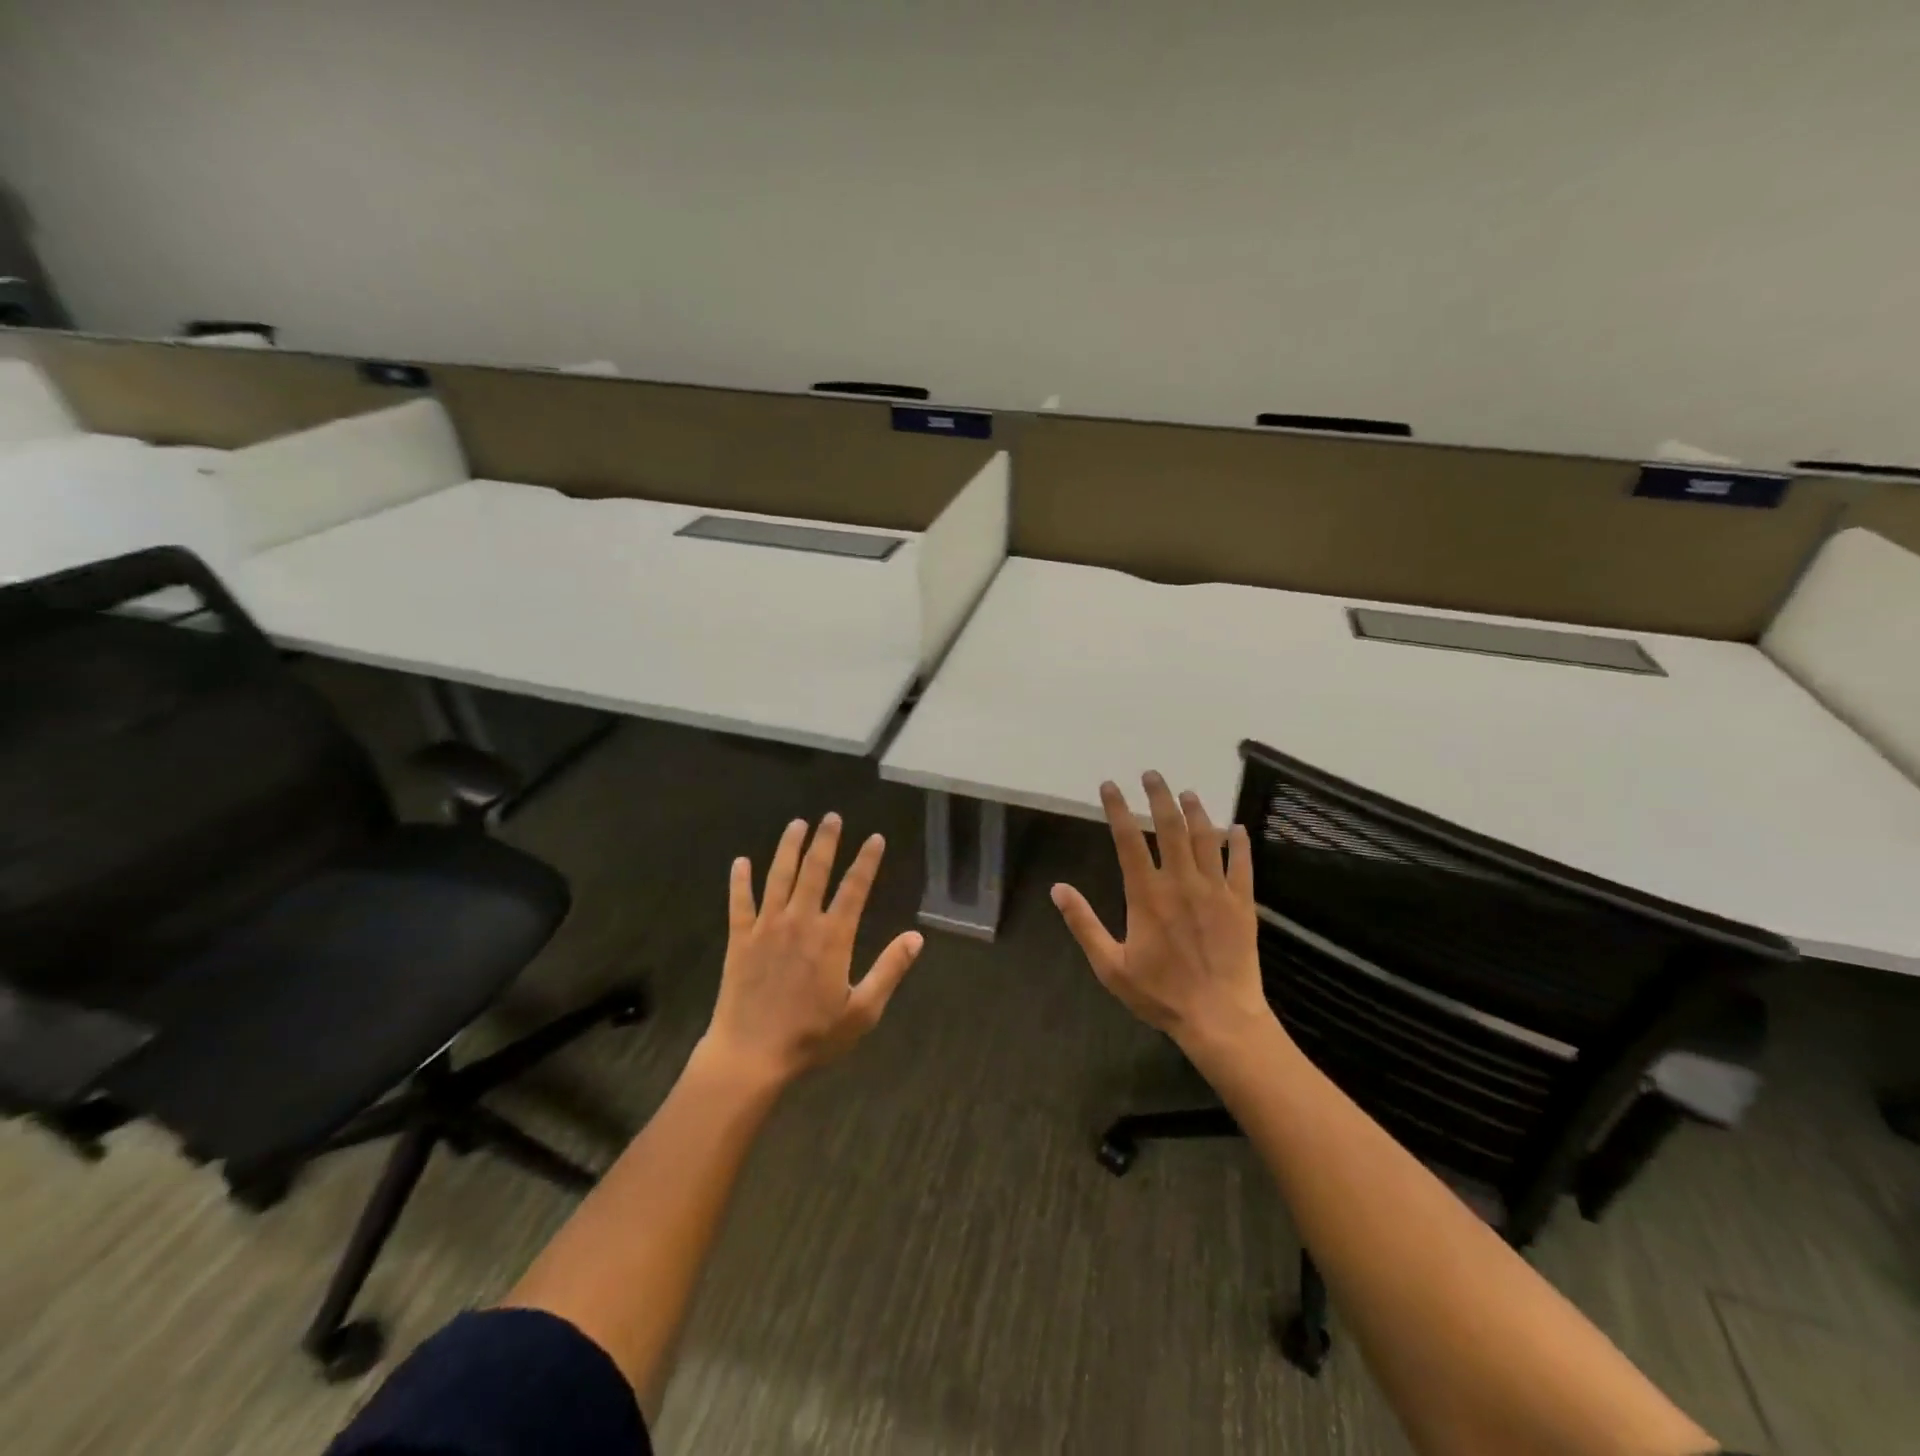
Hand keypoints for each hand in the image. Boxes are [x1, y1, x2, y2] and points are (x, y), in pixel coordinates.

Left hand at [703, 813, 922, 1087]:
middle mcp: (800, 921)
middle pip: (815, 870)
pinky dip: (740, 880)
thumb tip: (916, 937)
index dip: (866, 861)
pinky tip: (740, 862)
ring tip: (796, 824)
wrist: (751, 1055)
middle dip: (826, 841)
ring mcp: (767, 927)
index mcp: (833, 937)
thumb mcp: (862, 1010)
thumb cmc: (812, 1037)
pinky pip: (740, 902)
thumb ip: (889, 970)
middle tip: (831, 817)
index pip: (854, 888)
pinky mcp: (739, 939)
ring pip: (779, 876)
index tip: (875, 838)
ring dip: (788, 848)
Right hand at [1051, 773, 1269, 1050]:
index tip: (1110, 785)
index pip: (1127, 840)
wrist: (1220, 1018)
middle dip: (1159, 796)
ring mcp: (1216, 890)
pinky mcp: (1242, 904)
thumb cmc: (1161, 993)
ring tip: (1187, 793)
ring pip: (1206, 838)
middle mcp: (1181, 882)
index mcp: (1146, 894)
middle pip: (1170, 827)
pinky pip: (1242, 865)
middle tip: (1152, 774)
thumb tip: (1058, 889)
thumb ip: (1084, 923)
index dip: (1117, 809)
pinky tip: (1237, 828)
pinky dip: (1239, 843)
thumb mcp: (1110, 965)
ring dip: (1196, 811)